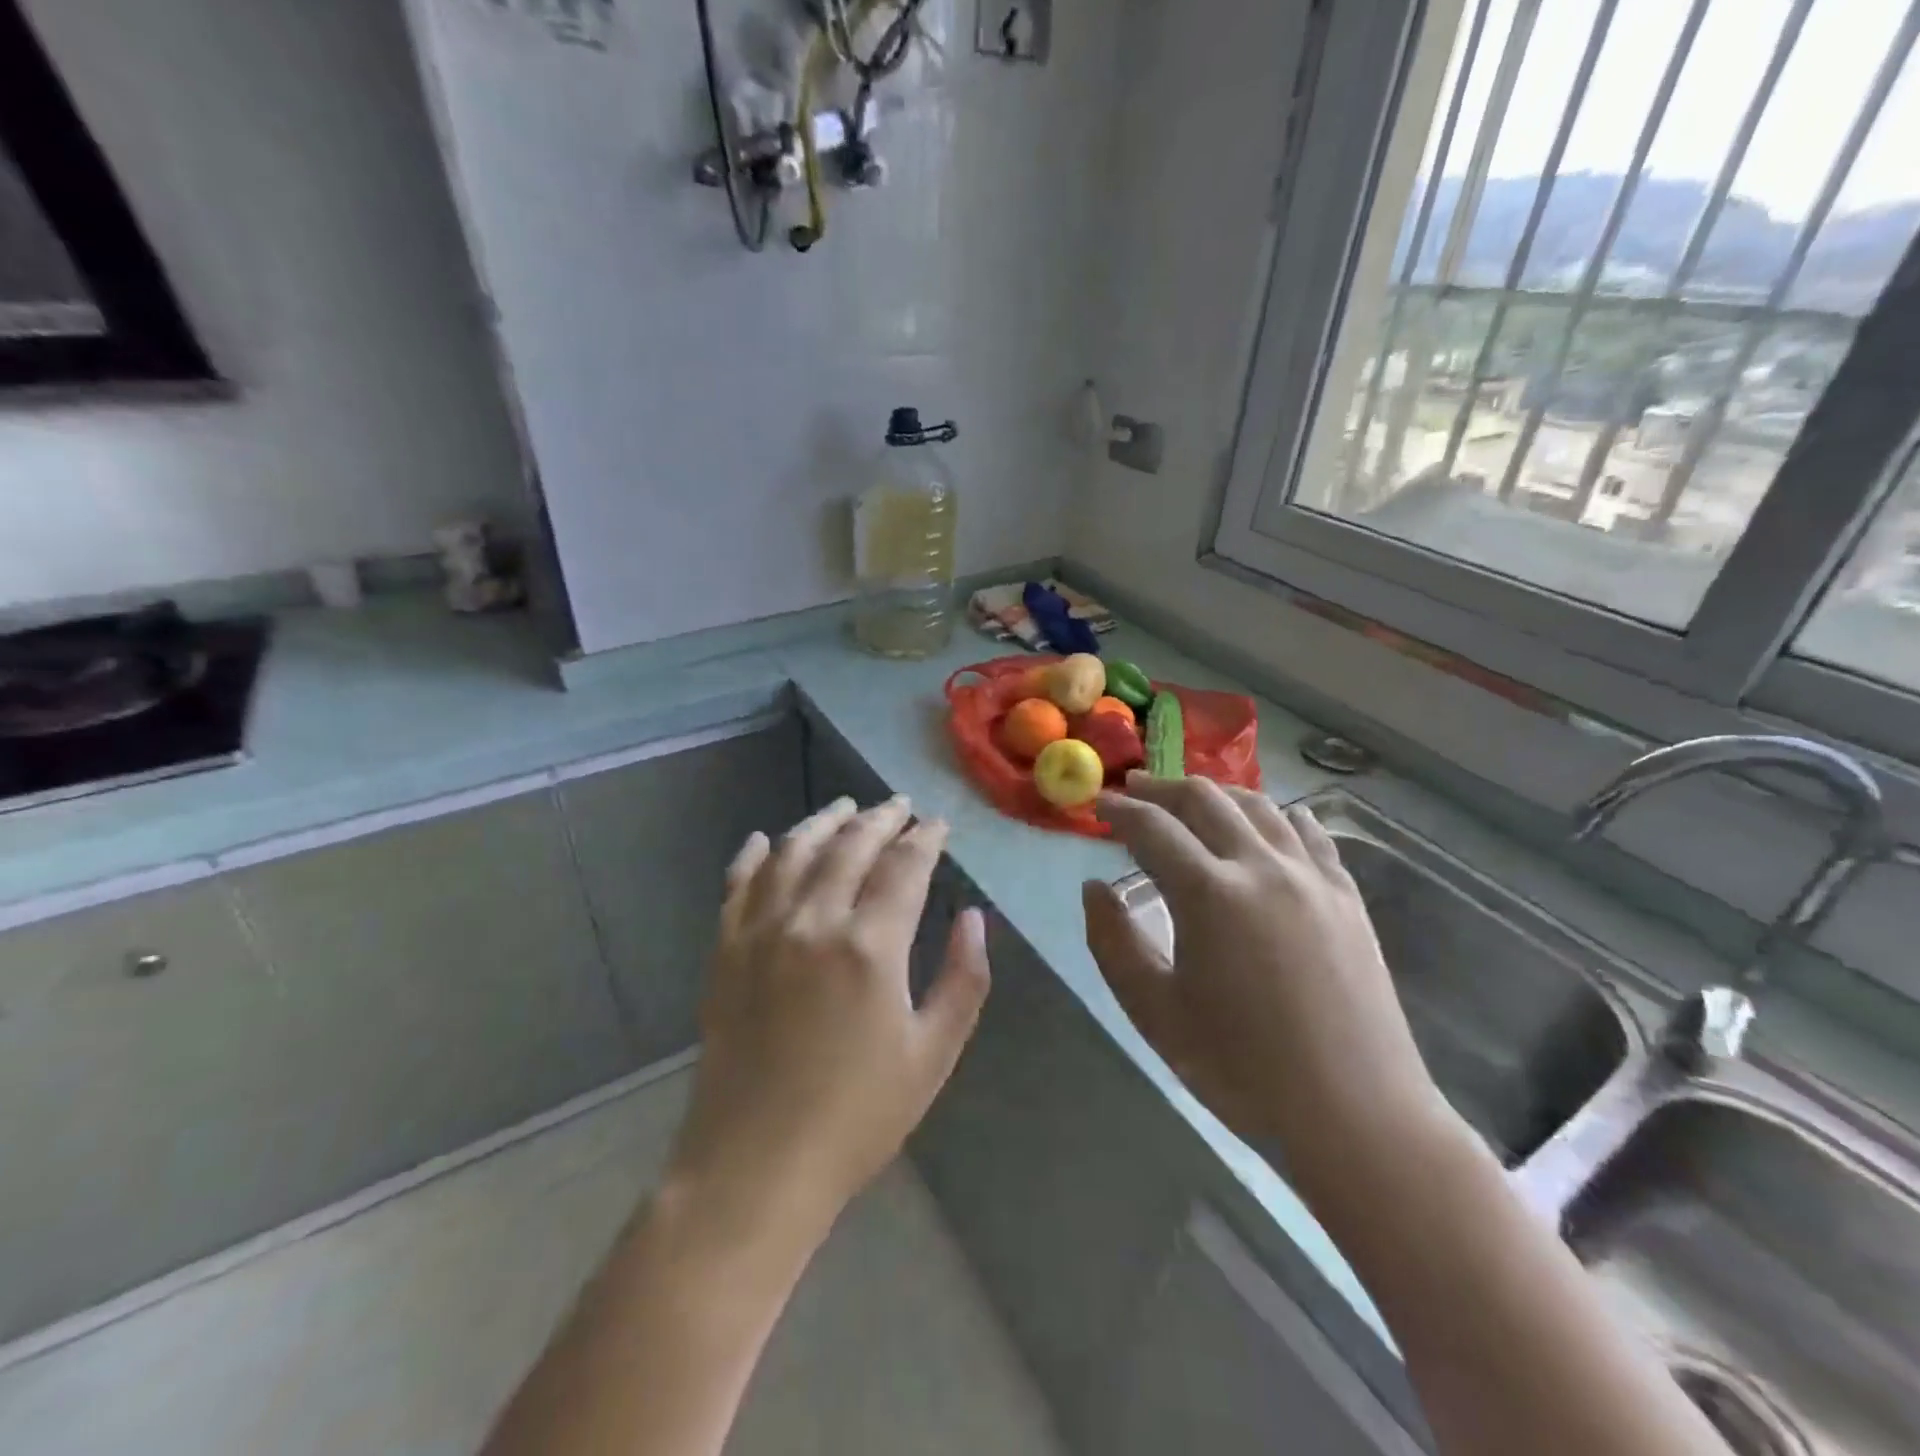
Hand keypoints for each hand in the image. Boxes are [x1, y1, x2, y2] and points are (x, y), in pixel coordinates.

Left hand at [667, 795, 990, 1245]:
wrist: (755, 1166)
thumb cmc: (857, 1116)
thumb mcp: (933, 1054)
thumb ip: (963, 979)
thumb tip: (974, 918)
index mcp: (869, 945)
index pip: (903, 866)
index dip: (924, 838)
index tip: (938, 824)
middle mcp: (813, 921)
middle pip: (850, 846)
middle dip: (880, 818)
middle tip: (898, 806)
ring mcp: (762, 931)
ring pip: (793, 852)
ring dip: (823, 822)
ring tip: (845, 807)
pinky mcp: (725, 951)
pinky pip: (738, 884)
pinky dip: (753, 856)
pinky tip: (764, 840)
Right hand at [1082, 775, 1451, 1187]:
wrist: (1355, 1114)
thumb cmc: (1242, 1069)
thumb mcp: (1155, 1012)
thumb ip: (1113, 942)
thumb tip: (1094, 888)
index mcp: (1209, 893)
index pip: (1152, 829)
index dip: (1120, 811)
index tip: (1099, 804)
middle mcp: (1260, 867)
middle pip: (1205, 800)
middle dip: (1161, 789)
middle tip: (1135, 790)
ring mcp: (1311, 877)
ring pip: (1258, 806)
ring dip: (1216, 794)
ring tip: (1191, 799)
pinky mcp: (1346, 895)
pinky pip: (1308, 832)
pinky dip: (1277, 814)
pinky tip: (1269, 819)